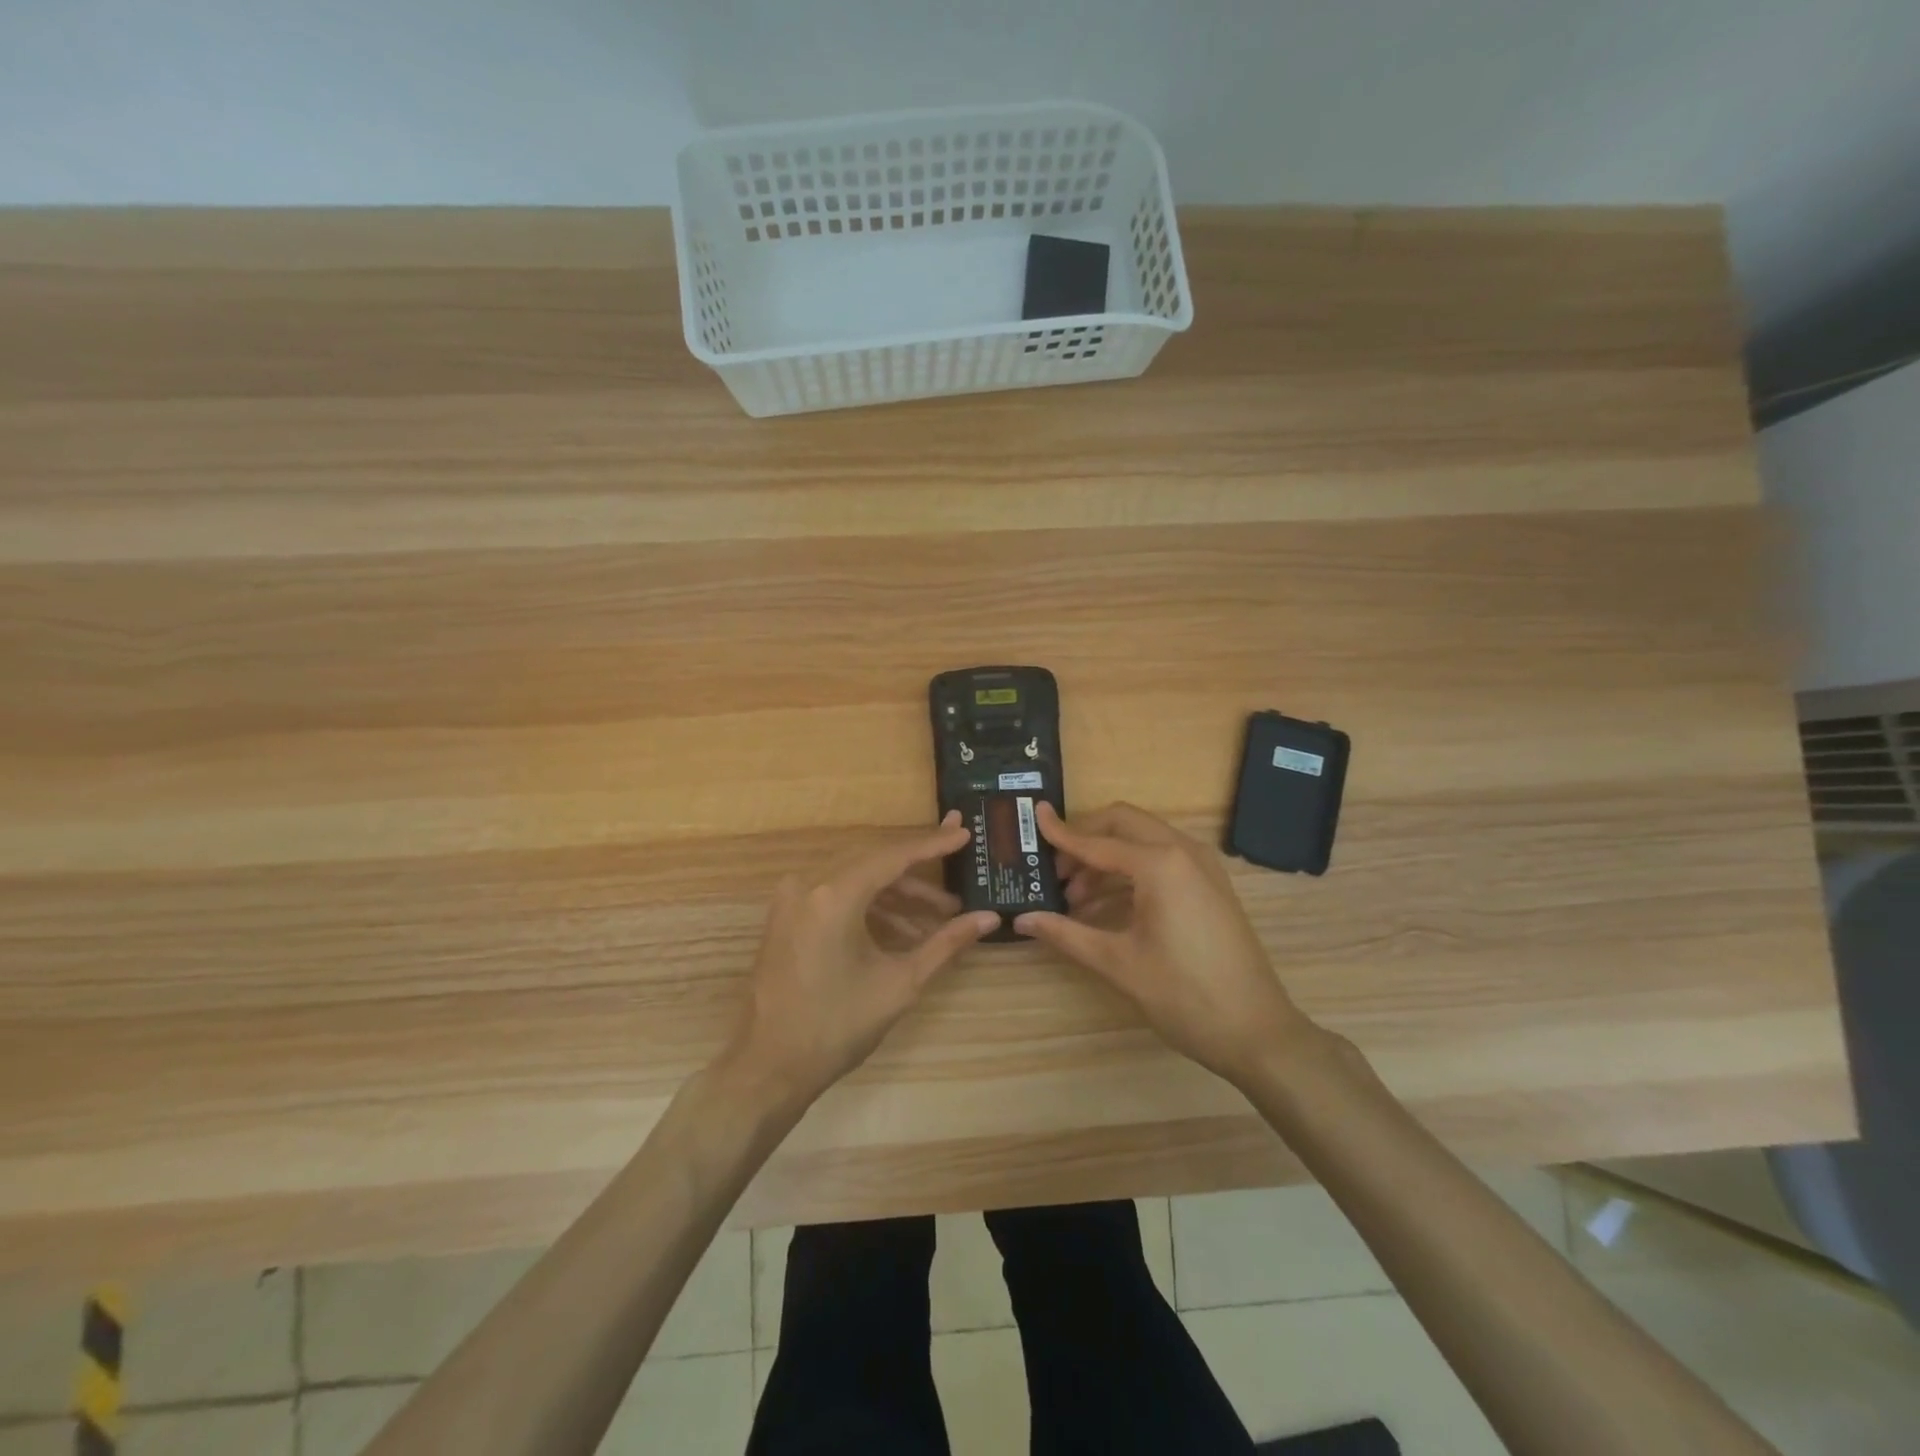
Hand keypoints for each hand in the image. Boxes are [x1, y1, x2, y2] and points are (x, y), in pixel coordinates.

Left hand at [723, 811, 1000, 1101]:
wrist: (770, 1067)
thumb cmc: (837, 1026)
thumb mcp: (901, 983)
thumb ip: (946, 943)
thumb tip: (989, 919)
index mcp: (834, 895)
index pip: (893, 856)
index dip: (933, 844)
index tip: (964, 832)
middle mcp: (808, 885)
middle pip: (874, 863)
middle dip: (919, 871)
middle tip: (959, 866)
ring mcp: (792, 900)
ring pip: (856, 880)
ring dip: (897, 895)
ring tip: (939, 917)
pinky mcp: (786, 916)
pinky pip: (836, 896)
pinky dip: (870, 907)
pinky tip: (902, 932)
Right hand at [1015, 802, 1312, 1085]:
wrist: (1257, 1031)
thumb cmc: (1184, 996)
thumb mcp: (1118, 963)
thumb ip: (1066, 934)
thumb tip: (1021, 919)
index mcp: (1160, 864)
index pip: (1097, 841)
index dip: (1061, 833)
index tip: (1034, 817)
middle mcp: (1183, 852)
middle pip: (1123, 824)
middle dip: (1085, 839)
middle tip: (1053, 870)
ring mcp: (1202, 866)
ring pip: (1143, 840)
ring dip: (1106, 858)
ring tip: (1073, 897)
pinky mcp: (1210, 885)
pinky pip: (1162, 860)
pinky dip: (1130, 871)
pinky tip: (1104, 906)